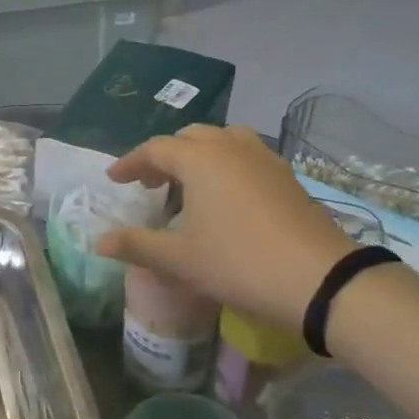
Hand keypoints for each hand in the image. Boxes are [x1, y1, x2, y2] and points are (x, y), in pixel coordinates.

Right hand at [96, 125, 358, 328]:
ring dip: (197, 155)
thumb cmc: (238, 263)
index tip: (114, 180)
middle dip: (164, 156)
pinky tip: (225, 195)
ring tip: (187, 182)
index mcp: (200, 159)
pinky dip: (225, 164)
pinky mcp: (287, 177)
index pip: (155, 149)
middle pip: (190, 138)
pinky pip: (246, 155)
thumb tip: (99, 242)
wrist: (319, 280)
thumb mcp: (179, 259)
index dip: (130, 163)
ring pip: (222, 141)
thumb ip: (136, 245)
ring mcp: (264, 159)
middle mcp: (231, 148)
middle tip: (149, 183)